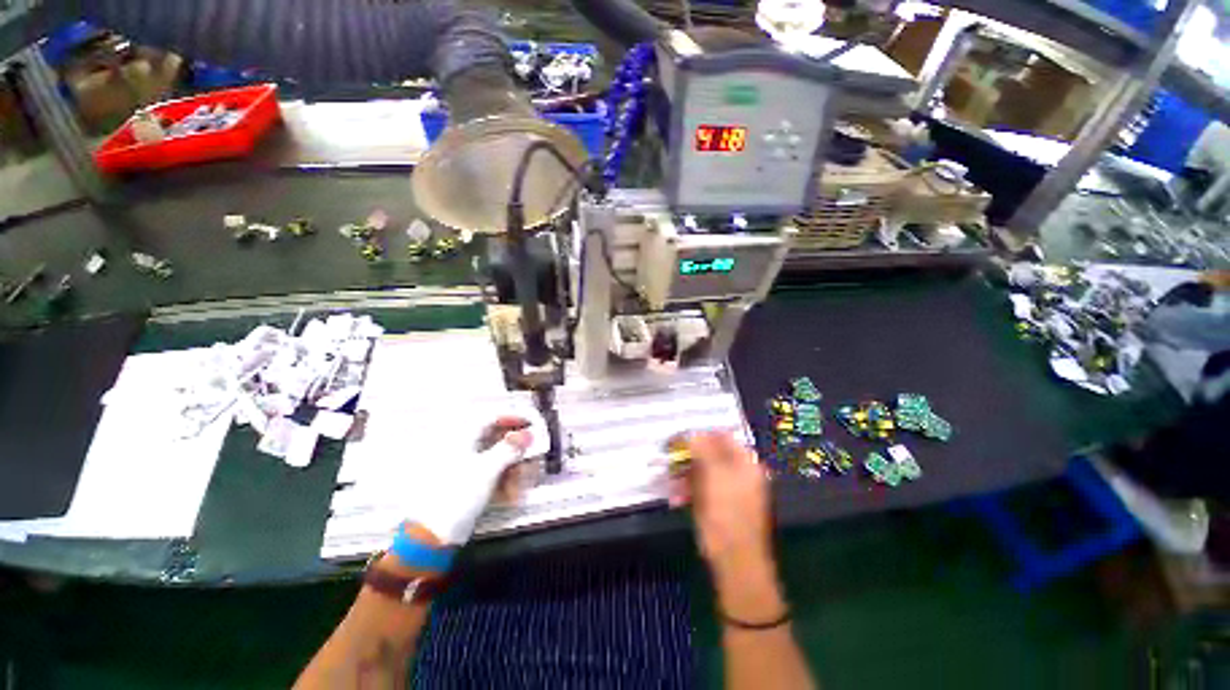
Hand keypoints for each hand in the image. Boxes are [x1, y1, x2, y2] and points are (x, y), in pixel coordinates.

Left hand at [401, 416, 534, 545]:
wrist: (430, 536)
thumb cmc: (457, 494)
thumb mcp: (487, 469)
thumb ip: (509, 449)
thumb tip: (528, 433)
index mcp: (462, 437)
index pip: (492, 417)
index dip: (513, 418)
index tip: (532, 424)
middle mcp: (462, 448)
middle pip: (497, 440)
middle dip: (517, 452)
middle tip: (531, 461)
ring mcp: (464, 467)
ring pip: (497, 459)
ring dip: (513, 470)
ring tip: (520, 487)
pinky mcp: (466, 484)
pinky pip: (491, 474)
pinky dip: (503, 482)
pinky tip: (511, 496)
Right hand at [672, 431, 783, 621]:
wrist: (734, 560)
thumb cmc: (729, 513)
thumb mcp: (716, 476)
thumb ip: (704, 450)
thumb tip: (691, 433)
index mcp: (745, 462)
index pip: (722, 436)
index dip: (701, 434)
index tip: (680, 436)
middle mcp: (737, 471)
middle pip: (709, 452)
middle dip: (687, 455)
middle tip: (669, 455)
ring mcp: (725, 487)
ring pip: (700, 470)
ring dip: (683, 474)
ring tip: (670, 480)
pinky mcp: (713, 502)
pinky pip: (697, 487)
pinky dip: (685, 490)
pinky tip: (675, 498)